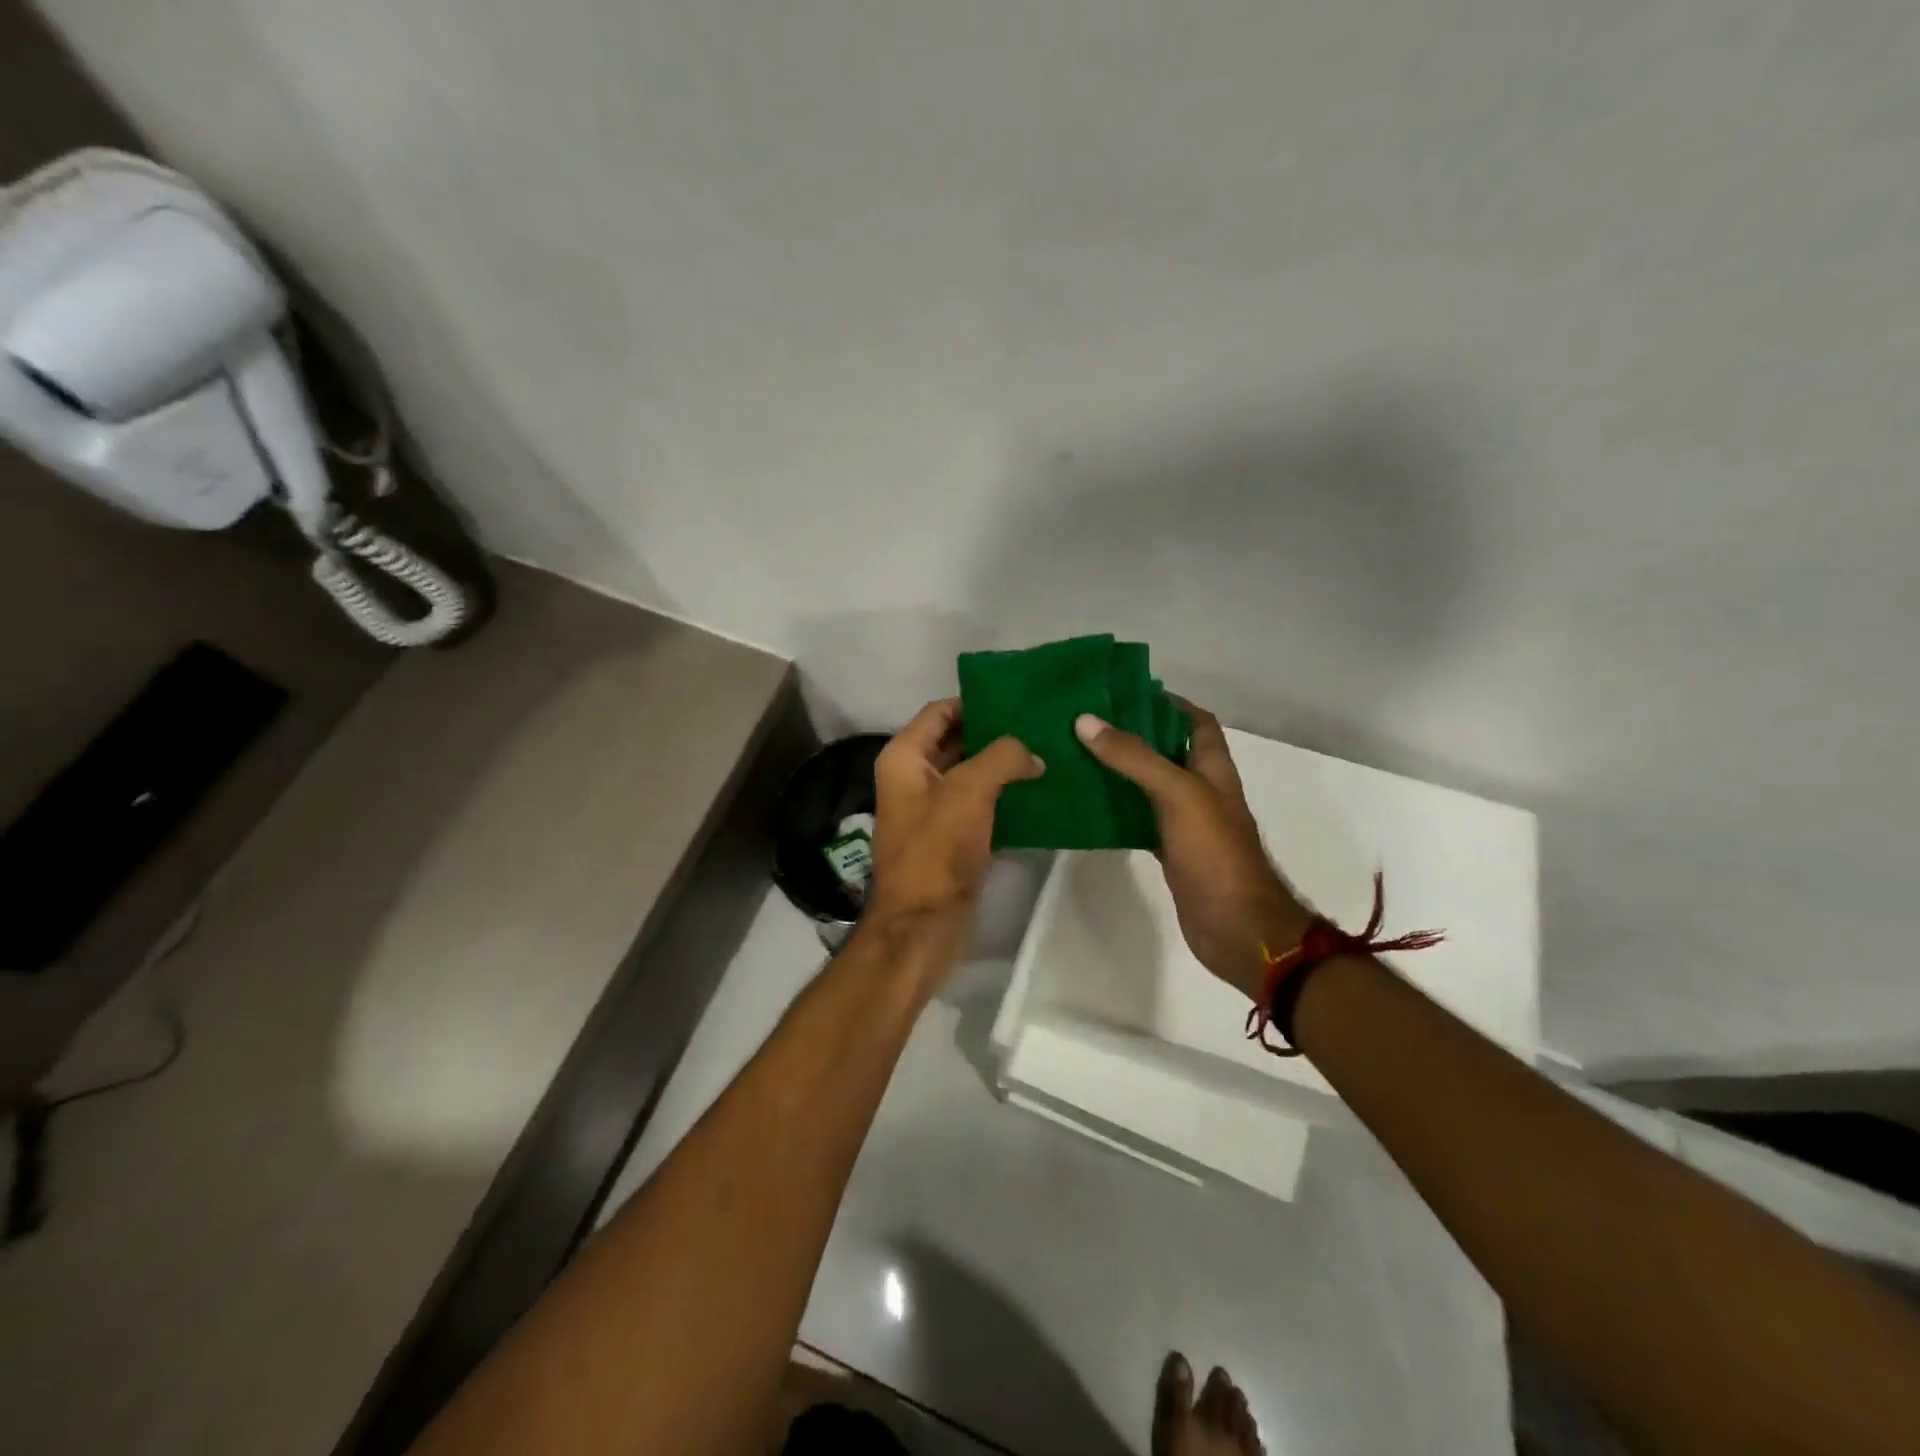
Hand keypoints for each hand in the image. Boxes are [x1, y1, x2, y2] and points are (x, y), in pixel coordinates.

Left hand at [868, 699, 1044, 931]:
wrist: (923, 923)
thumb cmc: (937, 849)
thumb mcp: (969, 791)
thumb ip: (1003, 758)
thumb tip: (1032, 754)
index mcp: (904, 758)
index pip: (940, 711)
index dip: (976, 703)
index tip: (1018, 701)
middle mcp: (912, 778)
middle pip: (957, 740)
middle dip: (996, 734)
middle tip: (1040, 726)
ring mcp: (931, 809)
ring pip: (971, 774)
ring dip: (1003, 766)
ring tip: (1047, 754)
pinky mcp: (950, 837)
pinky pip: (979, 804)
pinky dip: (1004, 796)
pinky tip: (1038, 792)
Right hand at [1075, 704, 1305, 999]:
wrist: (1234, 926)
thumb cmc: (1214, 852)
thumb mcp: (1176, 793)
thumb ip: (1134, 757)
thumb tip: (1086, 721)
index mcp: (1212, 767)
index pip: (1195, 721)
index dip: (1168, 703)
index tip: (1124, 694)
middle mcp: (1201, 789)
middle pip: (1166, 750)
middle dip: (1133, 735)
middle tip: (1087, 723)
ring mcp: (1186, 822)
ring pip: (1149, 785)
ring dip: (1120, 771)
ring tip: (1077, 755)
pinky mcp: (1171, 850)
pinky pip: (1140, 819)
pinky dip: (1118, 809)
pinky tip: (1088, 804)